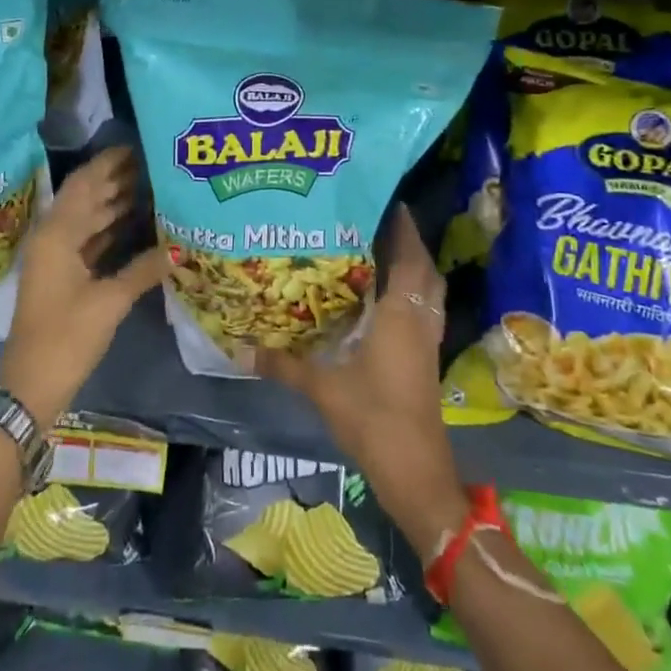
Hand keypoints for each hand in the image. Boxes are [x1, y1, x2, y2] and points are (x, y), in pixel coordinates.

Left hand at [0, 147, 165, 427]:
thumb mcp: (109, 302)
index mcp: (57, 234)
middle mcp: (53, 238)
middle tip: (153, 163)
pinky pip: (90, 240)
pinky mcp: (64, 277)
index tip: (137, 146)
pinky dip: (111, 229)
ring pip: (89, 219)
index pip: (84, 184)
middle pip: (86, 198)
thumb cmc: (66, 338)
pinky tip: (137, 223)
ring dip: (115, 202)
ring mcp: (57, 258)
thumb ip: (144, 268)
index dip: (108, 163)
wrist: (31, 385)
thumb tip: (181, 245)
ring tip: (152, 185)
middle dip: (116, 179)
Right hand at [256, 205, 467, 554]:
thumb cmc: (373, 417)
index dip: (401, 228)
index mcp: (400, 314)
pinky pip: (425, 309)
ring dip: (413, 266)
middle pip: (424, 268)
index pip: (408, 257)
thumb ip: (284, 365)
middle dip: (407, 241)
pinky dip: (413, 292)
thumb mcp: (322, 388)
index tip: (384, 201)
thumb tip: (242, 349)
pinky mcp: (427, 357)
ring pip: (429, 289)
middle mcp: (419, 319)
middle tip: (376, 221)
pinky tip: (386, 296)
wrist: (415, 469)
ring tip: (382, 250)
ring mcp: (428, 340)